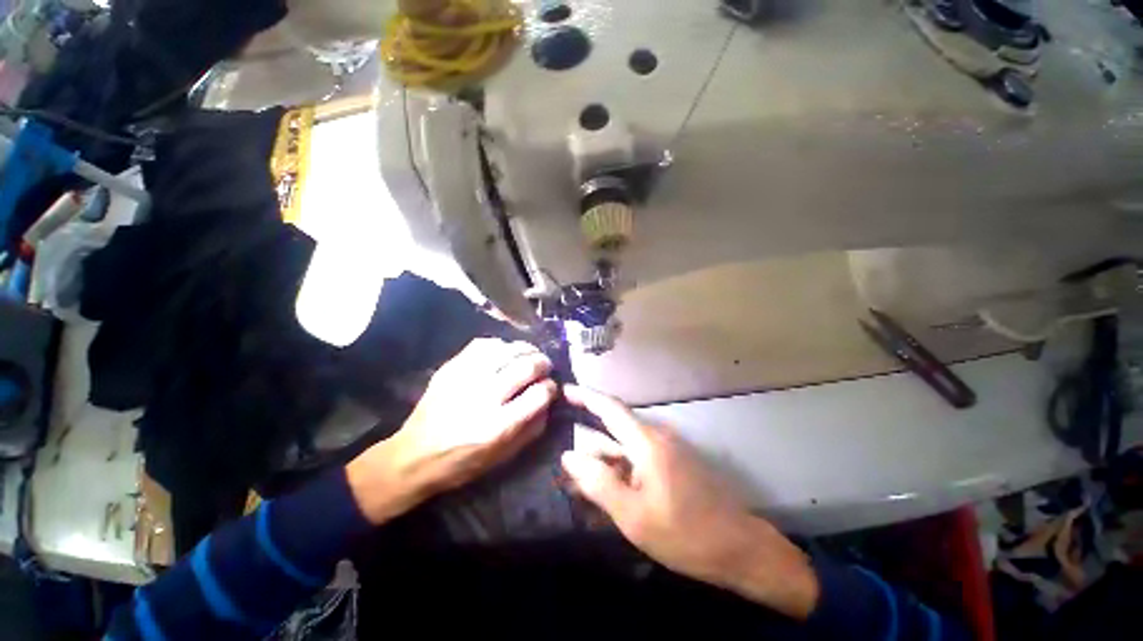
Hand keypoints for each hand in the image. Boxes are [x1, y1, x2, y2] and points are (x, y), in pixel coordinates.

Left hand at [347, 338, 556, 524]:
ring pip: (506, 350)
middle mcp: (484, 397)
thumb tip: (549, 401)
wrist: (413, 456)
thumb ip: (532, 429)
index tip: (551, 387)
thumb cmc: (462, 462)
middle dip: (543, 363)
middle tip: (545, 366)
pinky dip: (500, 344)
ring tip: (529, 354)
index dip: (551, 387)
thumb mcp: (503, 457)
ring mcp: (465, 379)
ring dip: (525, 349)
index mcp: (498, 426)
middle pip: (526, 366)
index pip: (539, 394)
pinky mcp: (450, 368)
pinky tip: (504, 351)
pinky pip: (482, 344)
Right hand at [560, 385, 819, 619]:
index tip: (564, 390)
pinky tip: (608, 494)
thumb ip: (598, 483)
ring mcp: (666, 451)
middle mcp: (656, 437)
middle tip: (565, 466)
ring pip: (624, 449)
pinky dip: (619, 472)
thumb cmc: (685, 534)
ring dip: (603, 463)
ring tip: (580, 487)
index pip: (610, 408)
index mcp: (647, 442)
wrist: (739, 549)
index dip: (585, 396)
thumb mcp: (633, 516)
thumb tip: (569, 456)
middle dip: (588, 446)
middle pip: (613, 431)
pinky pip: (636, 460)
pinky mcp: (672, 464)